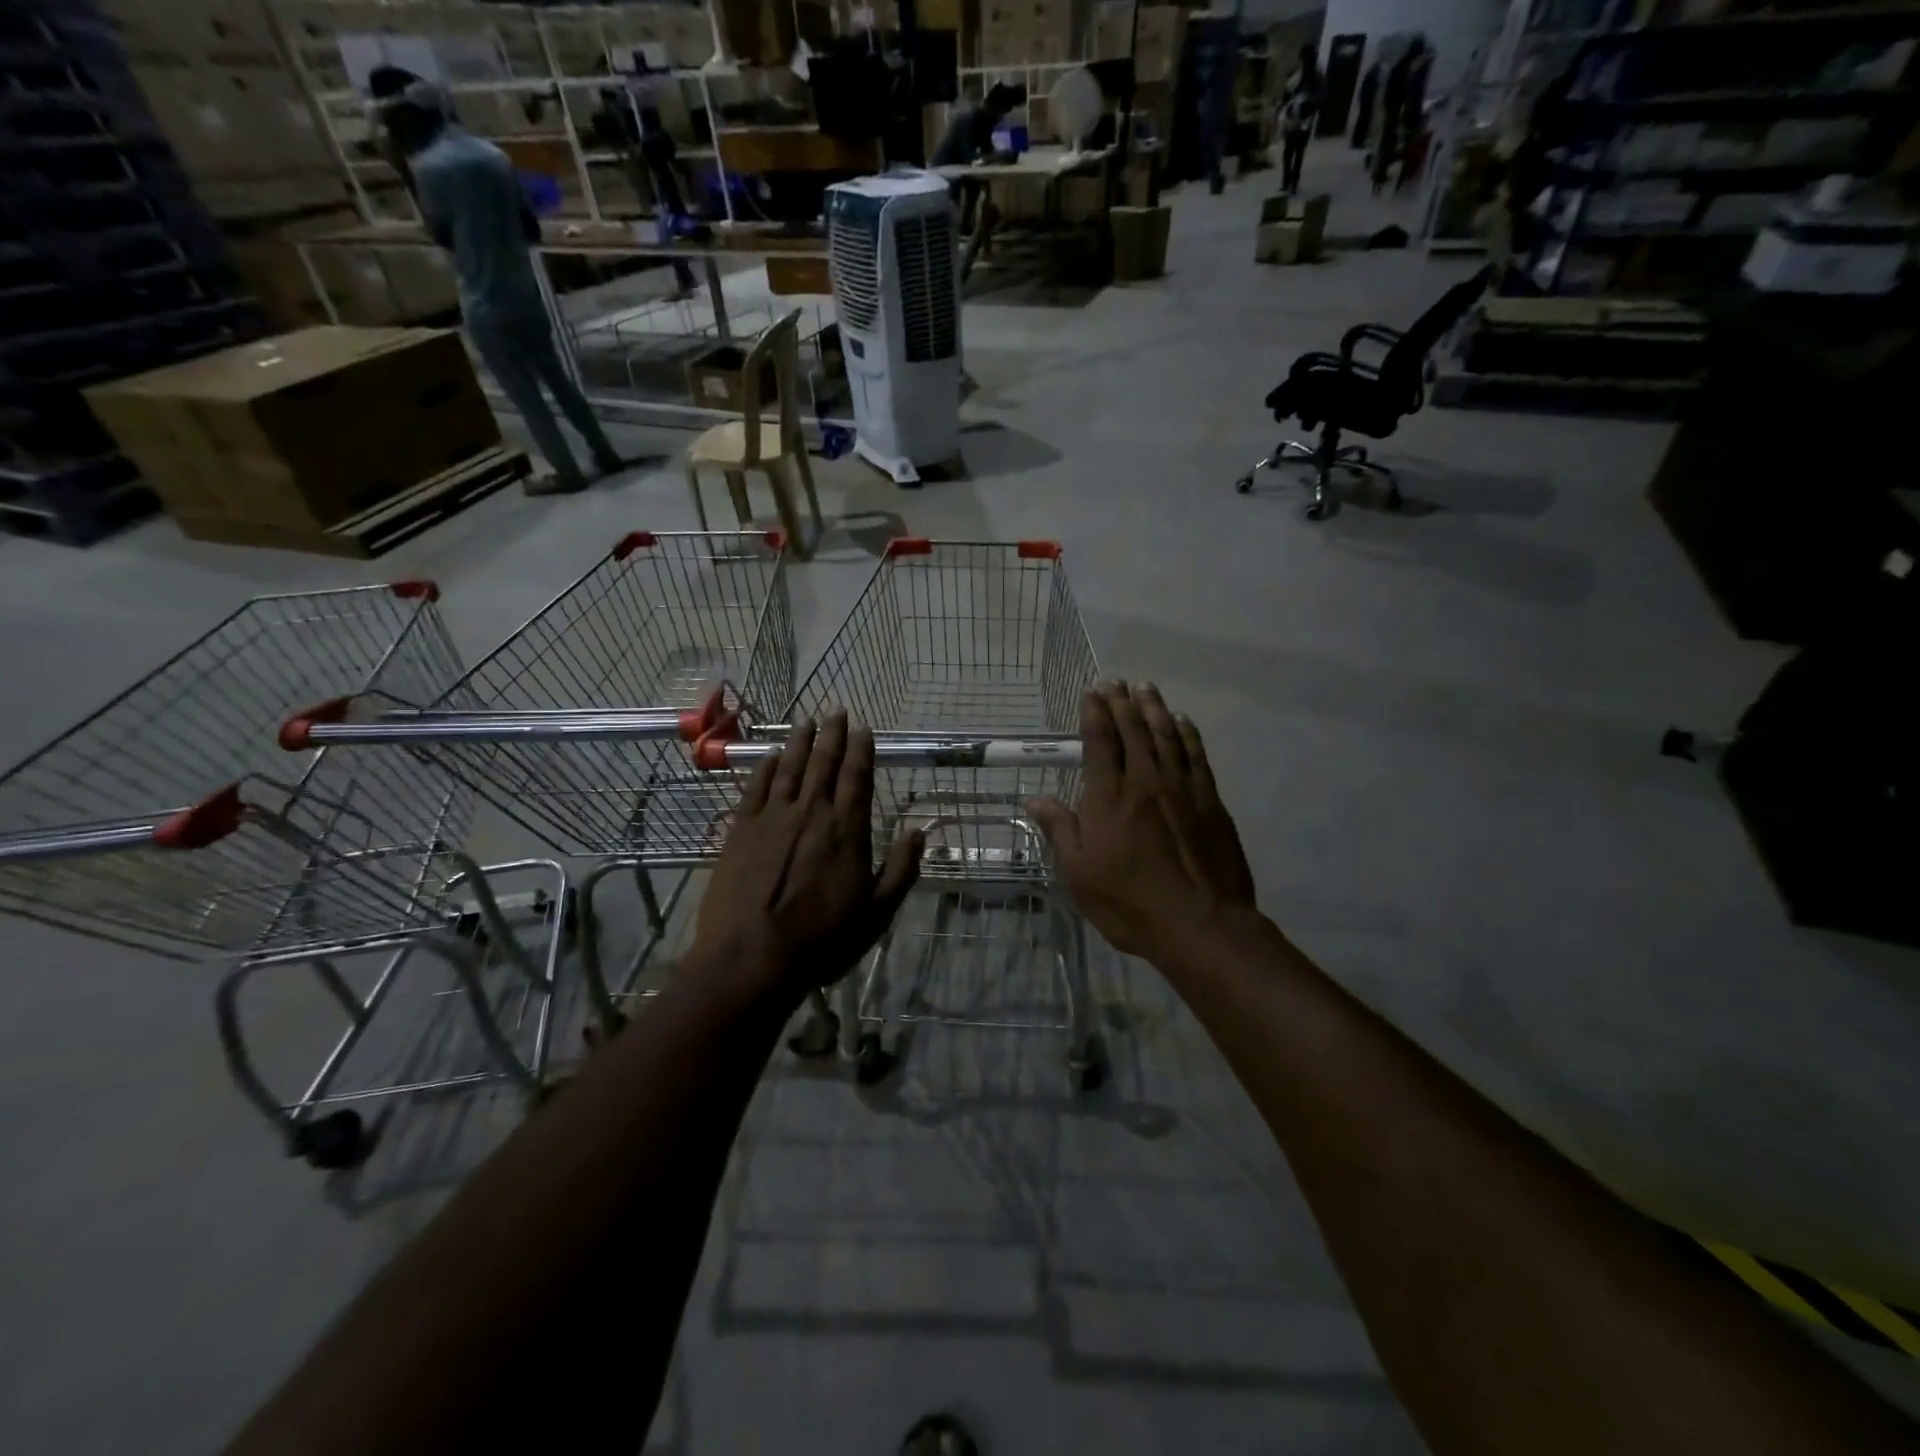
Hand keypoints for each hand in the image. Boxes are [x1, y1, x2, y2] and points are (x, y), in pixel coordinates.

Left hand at [694, 712, 922, 1000]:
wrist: (753, 956)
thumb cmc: (823, 939)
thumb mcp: (878, 912)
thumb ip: (902, 869)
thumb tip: (919, 831)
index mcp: (847, 829)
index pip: (857, 777)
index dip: (862, 749)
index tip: (864, 728)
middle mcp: (811, 812)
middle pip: (824, 763)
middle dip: (832, 735)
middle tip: (836, 710)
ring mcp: (772, 818)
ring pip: (790, 768)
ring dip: (799, 742)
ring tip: (805, 721)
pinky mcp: (741, 830)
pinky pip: (755, 788)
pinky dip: (765, 768)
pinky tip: (770, 756)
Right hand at [1030, 684, 1256, 963]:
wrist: (1200, 924)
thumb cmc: (1130, 903)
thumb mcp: (1080, 874)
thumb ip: (1060, 831)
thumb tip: (1035, 800)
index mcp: (1109, 799)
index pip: (1100, 744)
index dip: (1095, 715)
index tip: (1093, 693)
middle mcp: (1145, 783)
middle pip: (1134, 732)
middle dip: (1123, 704)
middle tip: (1116, 682)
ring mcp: (1182, 789)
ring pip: (1167, 737)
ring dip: (1154, 709)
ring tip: (1146, 689)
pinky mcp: (1211, 802)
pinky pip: (1197, 756)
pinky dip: (1188, 734)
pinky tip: (1183, 722)